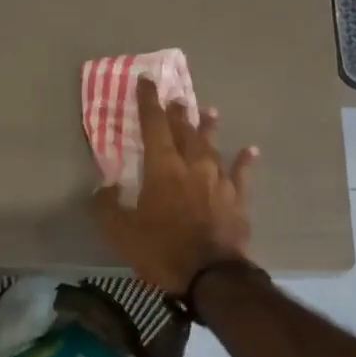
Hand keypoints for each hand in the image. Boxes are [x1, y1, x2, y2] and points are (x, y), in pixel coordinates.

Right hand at [91, 77, 257, 295]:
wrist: (212, 275)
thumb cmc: (162, 251)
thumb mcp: (121, 233)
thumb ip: (108, 206)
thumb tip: (105, 187)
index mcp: (163, 168)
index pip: (153, 125)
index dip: (148, 101)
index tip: (146, 80)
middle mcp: (193, 165)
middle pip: (185, 130)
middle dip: (178, 112)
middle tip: (176, 97)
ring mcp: (219, 180)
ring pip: (213, 146)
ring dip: (209, 128)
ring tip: (209, 111)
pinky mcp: (238, 198)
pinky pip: (241, 173)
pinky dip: (244, 160)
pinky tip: (250, 150)